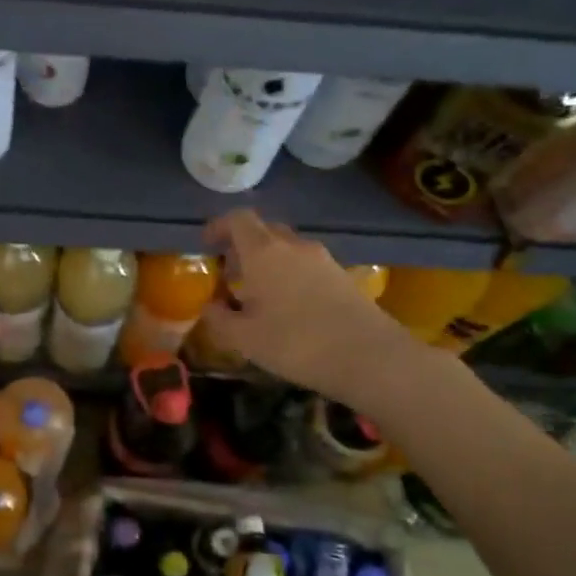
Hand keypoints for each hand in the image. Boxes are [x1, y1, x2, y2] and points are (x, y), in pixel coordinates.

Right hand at [199, 210, 407, 406]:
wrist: (368, 356)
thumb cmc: (295, 343)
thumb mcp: (244, 339)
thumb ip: (219, 319)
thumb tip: (209, 307)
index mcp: (264, 252)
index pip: (238, 219)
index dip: (219, 227)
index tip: (207, 245)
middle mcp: (294, 246)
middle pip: (264, 231)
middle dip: (243, 247)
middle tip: (231, 274)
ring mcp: (322, 259)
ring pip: (287, 248)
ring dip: (268, 262)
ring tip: (258, 295)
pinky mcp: (342, 276)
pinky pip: (307, 265)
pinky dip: (290, 275)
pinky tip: (288, 307)